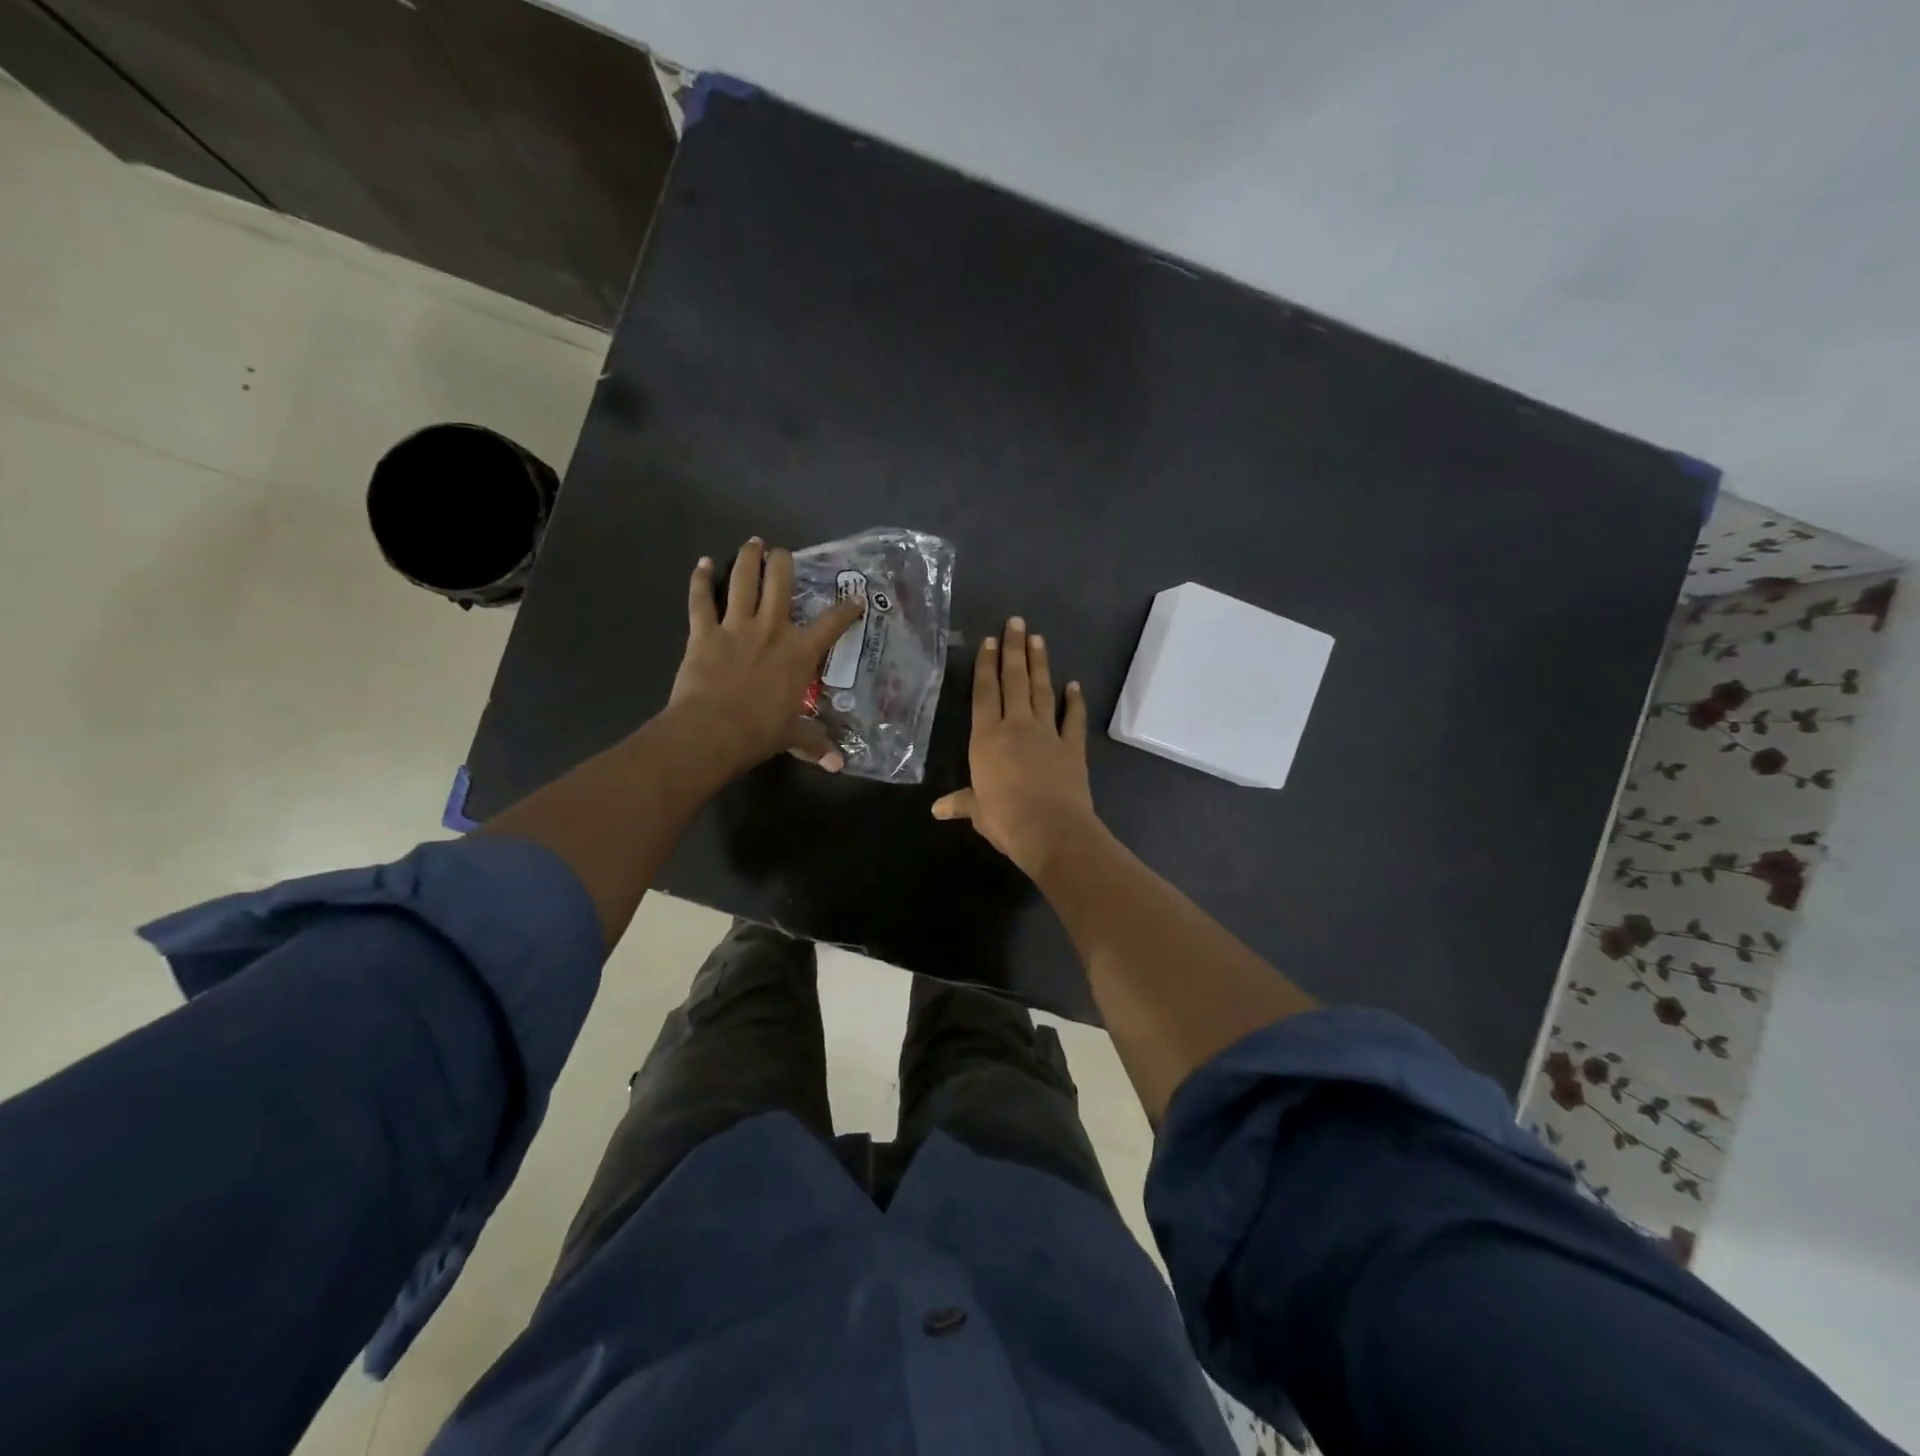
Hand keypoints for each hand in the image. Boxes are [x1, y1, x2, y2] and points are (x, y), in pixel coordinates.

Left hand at [668, 539, 865, 775]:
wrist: (714, 731)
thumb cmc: (760, 732)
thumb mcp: (793, 736)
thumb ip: (815, 743)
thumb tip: (837, 764)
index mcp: (800, 652)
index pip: (833, 623)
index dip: (847, 608)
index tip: (856, 598)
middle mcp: (772, 628)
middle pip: (781, 582)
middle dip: (784, 562)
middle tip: (783, 553)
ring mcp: (736, 626)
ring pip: (744, 580)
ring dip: (748, 558)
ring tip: (753, 543)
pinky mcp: (704, 631)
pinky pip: (702, 599)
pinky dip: (701, 580)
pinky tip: (702, 563)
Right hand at [932, 616, 1100, 876]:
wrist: (1051, 830)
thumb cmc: (1005, 818)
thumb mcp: (977, 810)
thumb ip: (961, 802)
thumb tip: (937, 809)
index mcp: (987, 738)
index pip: (984, 693)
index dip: (985, 665)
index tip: (989, 640)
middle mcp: (1016, 726)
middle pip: (1014, 680)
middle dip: (1014, 650)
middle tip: (1016, 622)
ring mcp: (1047, 734)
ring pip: (1041, 691)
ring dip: (1040, 664)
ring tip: (1037, 638)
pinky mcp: (1072, 747)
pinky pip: (1072, 719)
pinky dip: (1074, 701)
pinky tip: (1074, 685)